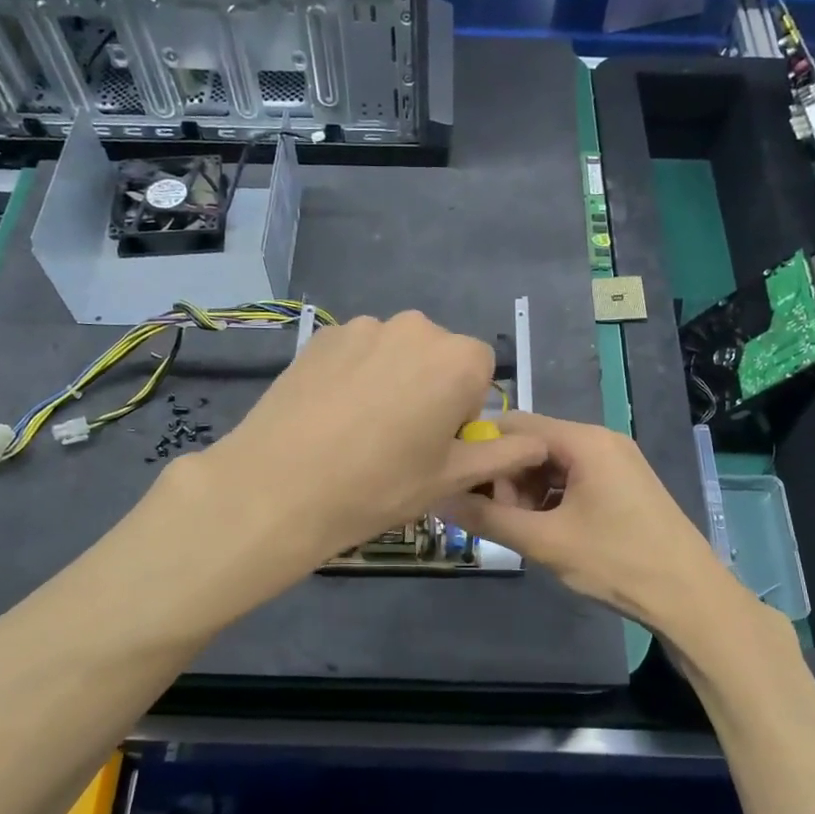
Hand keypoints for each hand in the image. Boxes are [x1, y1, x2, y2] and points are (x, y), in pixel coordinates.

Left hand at [184, 312, 547, 569]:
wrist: (278, 486)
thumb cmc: (378, 486)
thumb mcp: (449, 477)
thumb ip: (500, 454)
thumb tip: (537, 443)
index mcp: (456, 359)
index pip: (481, 370)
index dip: (464, 408)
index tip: (439, 442)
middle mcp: (415, 328)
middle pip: (439, 356)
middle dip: (431, 388)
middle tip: (401, 439)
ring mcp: (363, 327)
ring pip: (396, 352)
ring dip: (393, 379)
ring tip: (360, 429)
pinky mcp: (322, 335)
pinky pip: (357, 351)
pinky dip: (355, 375)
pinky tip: (331, 415)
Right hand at [436, 412, 730, 627]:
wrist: (691, 597)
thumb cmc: (617, 562)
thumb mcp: (544, 542)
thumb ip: (487, 517)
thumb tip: (438, 498)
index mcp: (584, 441)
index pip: (514, 424)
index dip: (483, 451)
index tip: (463, 486)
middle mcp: (601, 440)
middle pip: (533, 443)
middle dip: (506, 477)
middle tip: (494, 518)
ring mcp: (616, 462)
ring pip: (552, 464)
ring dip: (527, 492)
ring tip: (519, 529)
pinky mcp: (623, 485)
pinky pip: (573, 479)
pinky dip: (551, 499)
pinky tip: (545, 531)